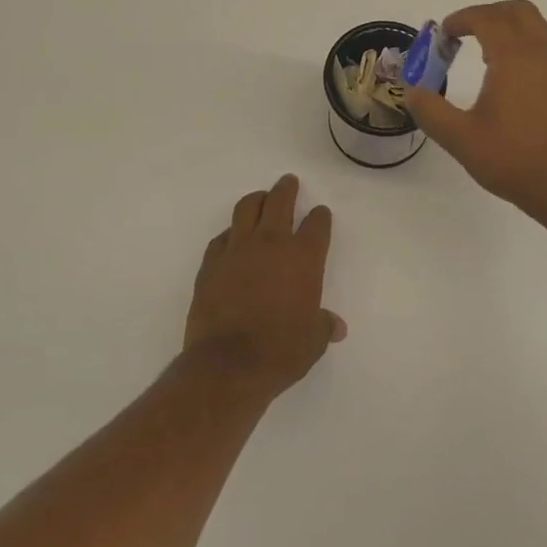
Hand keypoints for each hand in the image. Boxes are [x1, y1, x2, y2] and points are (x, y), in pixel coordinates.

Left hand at [184, 174, 344, 398]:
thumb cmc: (281, 351)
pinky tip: (232, 237)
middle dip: (286, 189)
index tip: (320, 213)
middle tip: (288, 182)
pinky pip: (221, 238)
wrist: (228, 364)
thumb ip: (323, 326)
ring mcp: (237, 250)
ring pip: (246, 209)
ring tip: (260, 198)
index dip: (320, 217)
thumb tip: (335, 326)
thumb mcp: (313, 341)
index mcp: (303, 258)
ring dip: (256, 199)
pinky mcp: (211, 264)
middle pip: (280, 202)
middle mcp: (271, 244)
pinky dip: (230, 233)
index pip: (316, 225)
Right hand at [404, 0, 546, 227]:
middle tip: (465, 34)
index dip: (463, 18)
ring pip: (537, 28)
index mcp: (515, 57)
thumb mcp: (462, 139)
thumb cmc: (516, 160)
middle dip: (488, 14)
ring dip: (509, 29)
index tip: (444, 33)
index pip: (488, 18)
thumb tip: (412, 92)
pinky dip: (525, 47)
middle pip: (518, 11)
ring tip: (485, 56)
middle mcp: (543, 54)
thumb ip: (432, 112)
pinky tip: (510, 81)